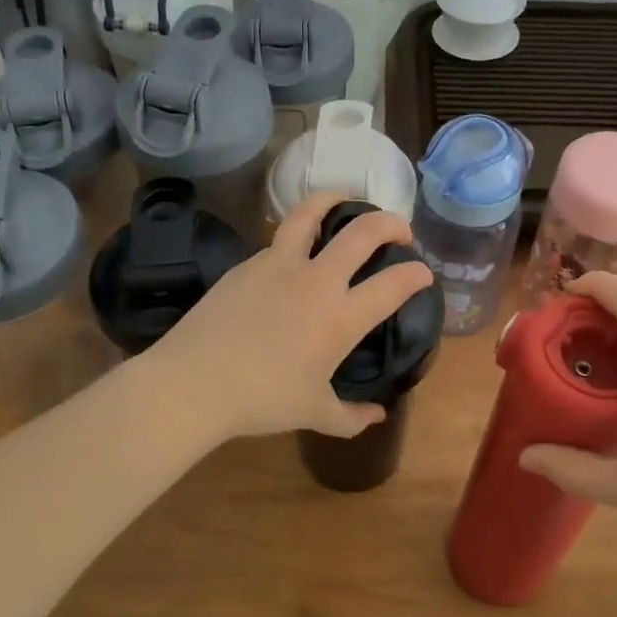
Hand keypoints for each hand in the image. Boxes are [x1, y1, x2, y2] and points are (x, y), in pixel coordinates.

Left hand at [149, 192, 434, 441]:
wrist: (194, 383)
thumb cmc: (261, 401)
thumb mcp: (314, 414)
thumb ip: (352, 416)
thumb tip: (377, 415)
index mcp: (340, 317)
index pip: (393, 284)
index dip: (416, 274)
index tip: (423, 273)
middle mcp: (316, 281)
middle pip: (363, 232)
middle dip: (390, 223)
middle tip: (399, 230)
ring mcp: (279, 265)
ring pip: (312, 213)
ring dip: (335, 200)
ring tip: (344, 200)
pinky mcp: (247, 264)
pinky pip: (279, 239)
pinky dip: (297, 234)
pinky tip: (294, 249)